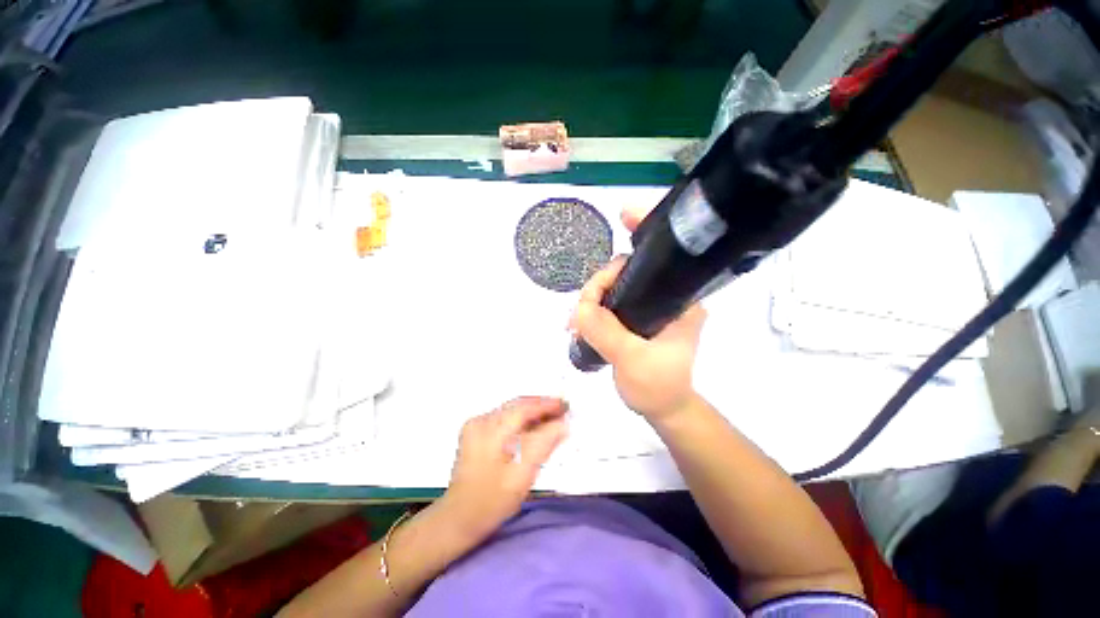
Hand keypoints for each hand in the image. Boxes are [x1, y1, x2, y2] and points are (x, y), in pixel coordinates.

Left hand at [441, 397, 567, 540]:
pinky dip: (522, 420)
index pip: (524, 407)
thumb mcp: (522, 474)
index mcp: (490, 429)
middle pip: (517, 405)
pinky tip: (534, 428)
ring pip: (512, 410)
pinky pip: (505, 418)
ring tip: (553, 418)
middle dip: (541, 406)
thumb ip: (544, 444)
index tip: (566, 406)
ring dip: (532, 413)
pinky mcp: (476, 431)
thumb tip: (562, 424)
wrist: (458, 518)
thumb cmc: (492, 501)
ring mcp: (476, 424)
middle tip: (563, 411)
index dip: (547, 404)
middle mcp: (481, 420)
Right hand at [569, 206, 706, 421]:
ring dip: (592, 297)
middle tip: (580, 312)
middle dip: (599, 283)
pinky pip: (610, 301)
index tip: (624, 216)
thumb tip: (579, 308)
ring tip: (576, 322)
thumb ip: (605, 332)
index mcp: (681, 300)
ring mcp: (650, 305)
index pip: (663, 258)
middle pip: (627, 270)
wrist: (662, 408)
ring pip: (615, 285)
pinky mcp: (635, 316)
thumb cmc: (658, 387)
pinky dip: (593, 306)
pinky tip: (581, 319)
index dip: (644, 233)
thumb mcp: (632, 361)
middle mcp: (668, 295)